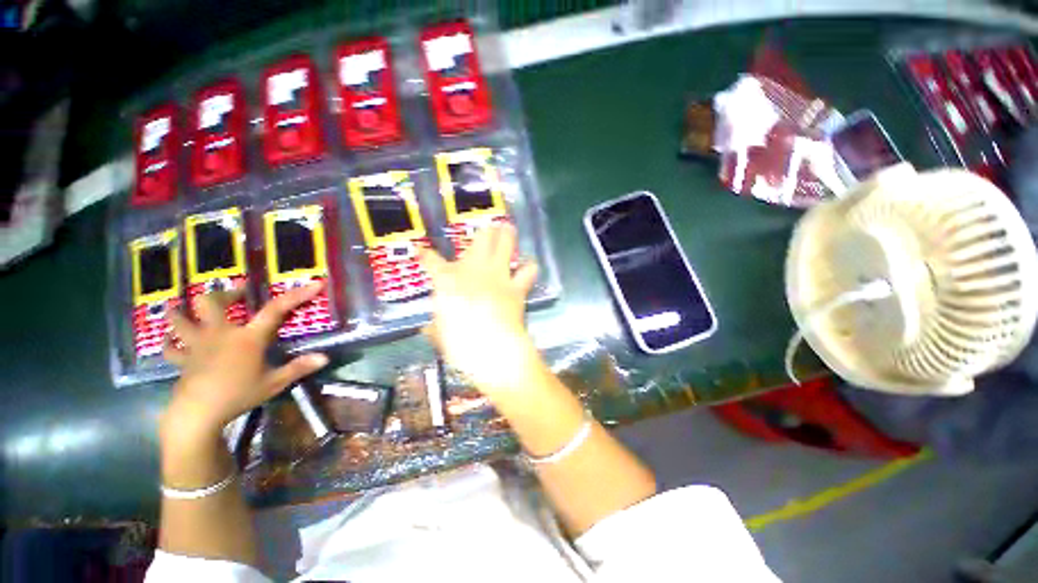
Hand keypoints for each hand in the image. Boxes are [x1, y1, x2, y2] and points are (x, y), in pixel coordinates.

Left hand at [160, 283, 328, 439]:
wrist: (199, 413)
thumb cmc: (239, 395)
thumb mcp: (274, 383)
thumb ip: (299, 368)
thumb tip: (325, 358)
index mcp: (247, 338)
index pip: (276, 310)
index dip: (297, 295)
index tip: (315, 284)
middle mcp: (220, 334)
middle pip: (212, 302)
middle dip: (225, 294)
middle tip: (237, 294)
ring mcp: (197, 345)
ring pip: (181, 320)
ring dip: (181, 311)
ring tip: (183, 306)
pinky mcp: (182, 360)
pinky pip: (170, 347)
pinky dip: (169, 341)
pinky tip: (169, 339)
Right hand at [418, 224, 541, 400]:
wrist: (491, 349)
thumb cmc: (458, 344)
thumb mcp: (440, 337)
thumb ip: (435, 329)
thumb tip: (428, 330)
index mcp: (447, 281)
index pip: (431, 261)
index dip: (425, 255)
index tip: (422, 252)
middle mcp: (473, 270)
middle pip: (480, 239)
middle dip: (485, 231)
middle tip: (490, 228)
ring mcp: (497, 275)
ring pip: (506, 243)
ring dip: (508, 236)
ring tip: (509, 230)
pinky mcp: (516, 287)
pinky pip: (528, 270)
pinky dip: (529, 267)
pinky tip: (528, 266)